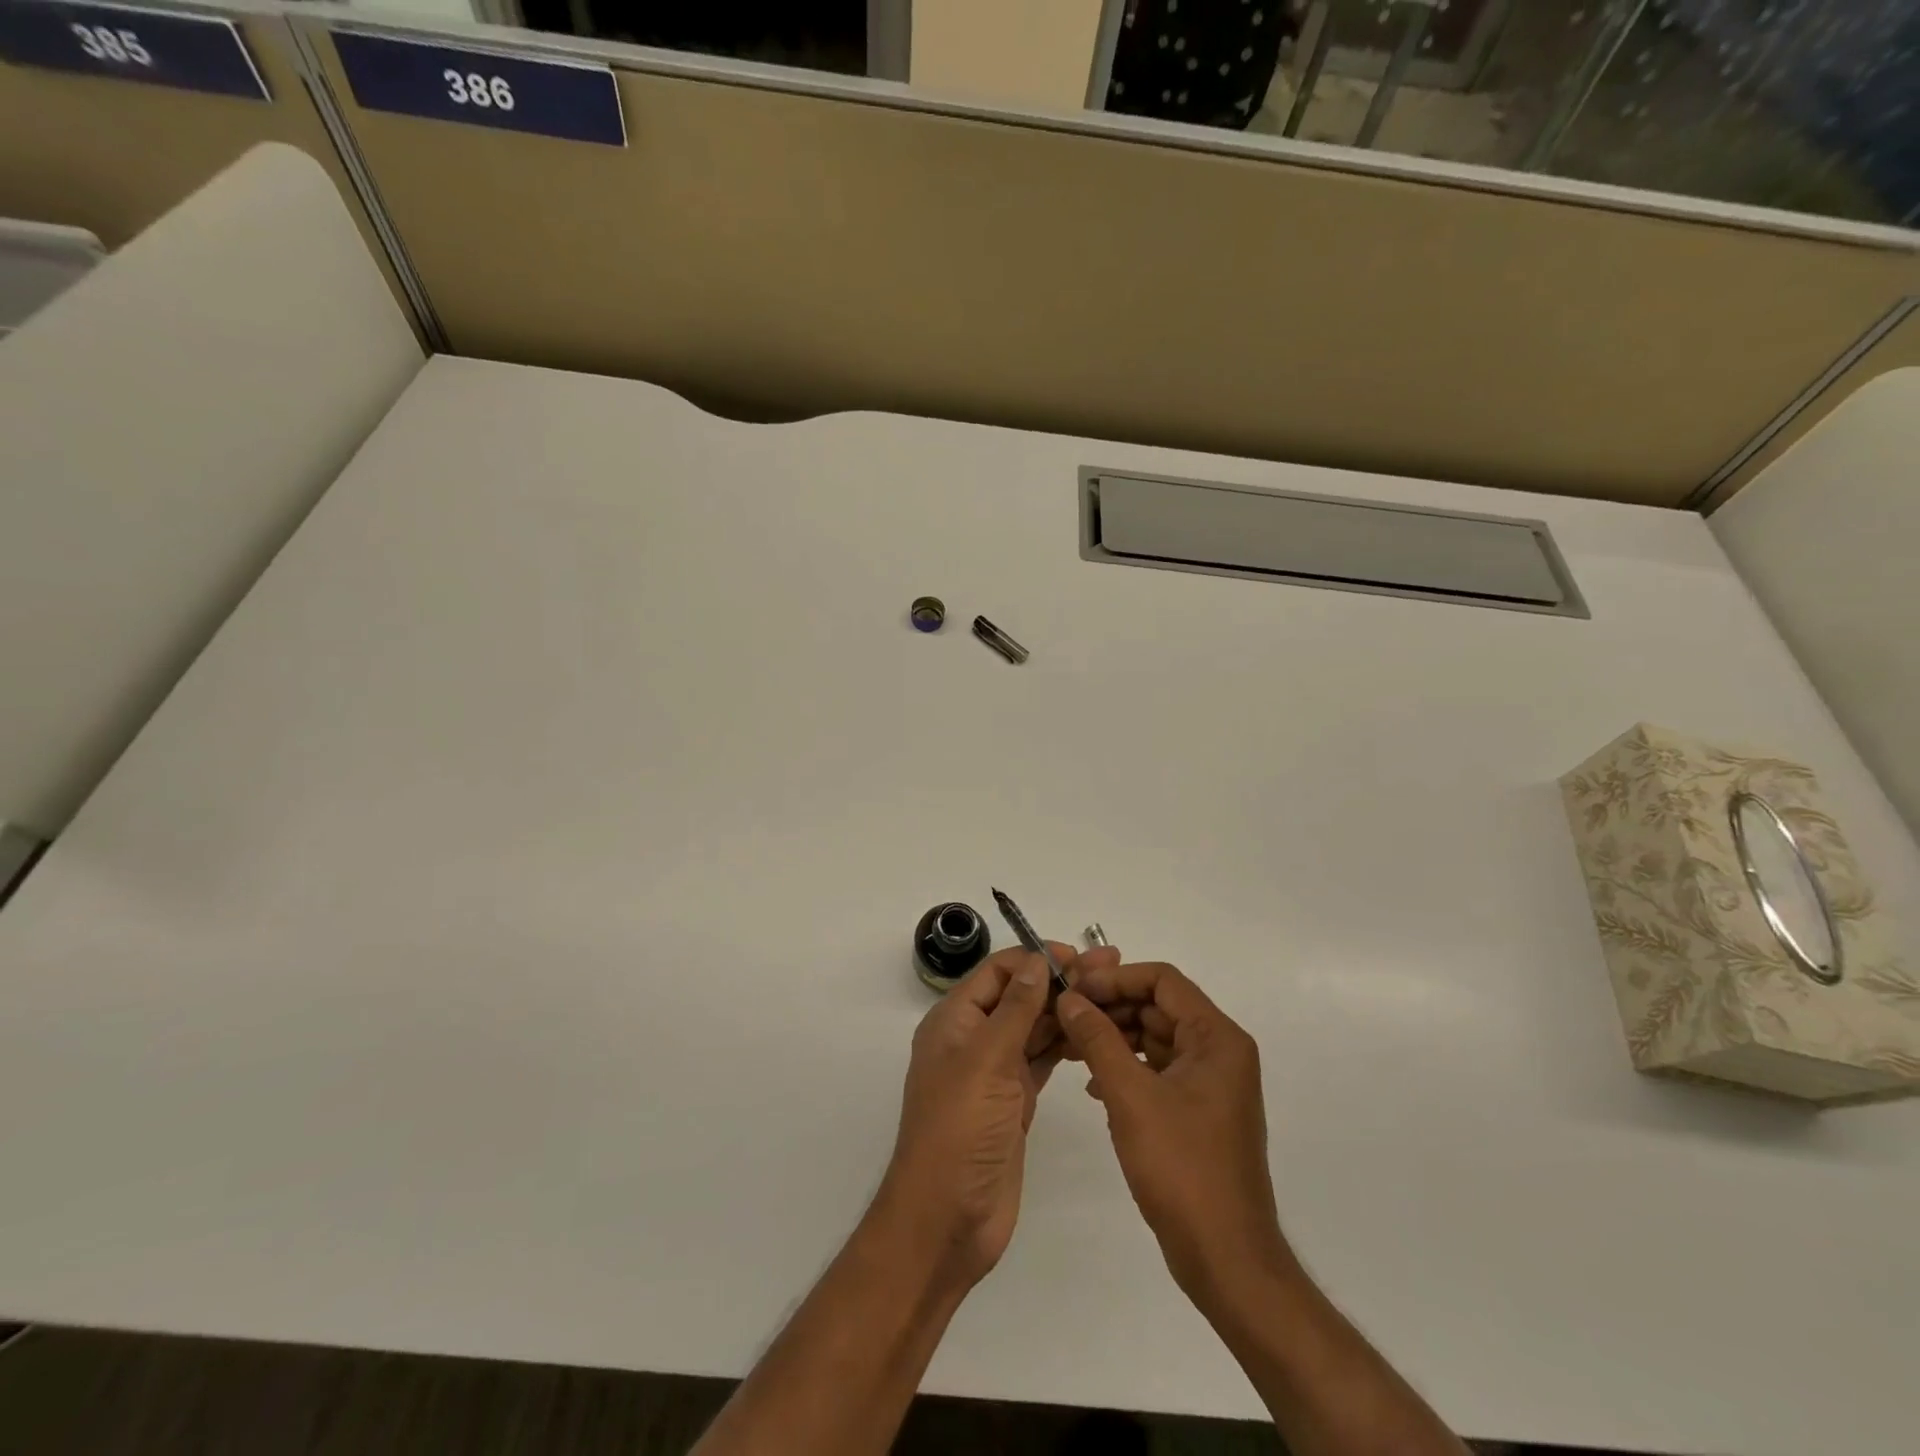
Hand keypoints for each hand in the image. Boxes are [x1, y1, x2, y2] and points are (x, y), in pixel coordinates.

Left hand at [881, 942, 1120, 1287]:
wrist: (947, 1220)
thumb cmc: (959, 1130)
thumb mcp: (985, 1060)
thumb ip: (1015, 1008)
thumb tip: (1037, 960)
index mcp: (954, 1021)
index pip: (997, 972)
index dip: (1035, 959)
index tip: (1078, 955)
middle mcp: (974, 1040)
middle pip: (1020, 996)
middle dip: (1060, 981)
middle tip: (1111, 968)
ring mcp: (995, 1072)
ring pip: (1034, 1028)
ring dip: (1067, 1010)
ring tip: (1112, 995)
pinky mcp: (1015, 1101)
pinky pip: (1043, 1060)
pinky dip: (1066, 1045)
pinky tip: (1096, 1034)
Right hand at [1055, 962, 1289, 1304]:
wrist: (1226, 1258)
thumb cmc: (1182, 1168)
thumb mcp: (1131, 1096)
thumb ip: (1098, 1039)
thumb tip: (1068, 998)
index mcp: (1216, 1038)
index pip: (1162, 980)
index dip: (1115, 978)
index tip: (1074, 990)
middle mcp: (1219, 1051)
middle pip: (1158, 1006)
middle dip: (1110, 1007)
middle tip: (1064, 1015)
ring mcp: (1210, 1082)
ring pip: (1155, 1038)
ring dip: (1114, 1038)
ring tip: (1070, 1046)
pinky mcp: (1198, 1110)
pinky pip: (1158, 1070)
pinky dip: (1126, 1068)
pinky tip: (1094, 1086)